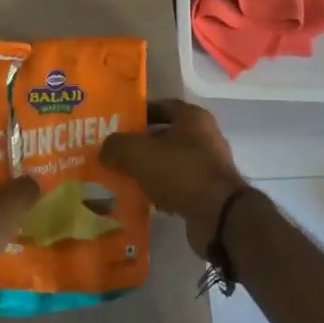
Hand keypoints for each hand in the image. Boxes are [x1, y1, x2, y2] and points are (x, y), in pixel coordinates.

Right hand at [100, 99, 246, 258]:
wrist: (218, 216)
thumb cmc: (179, 172)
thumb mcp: (137, 152)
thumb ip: (116, 145)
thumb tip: (105, 150)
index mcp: (193, 117)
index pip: (161, 106)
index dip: (138, 114)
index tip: (116, 125)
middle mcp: (205, 136)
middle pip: (166, 135)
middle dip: (141, 145)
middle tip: (116, 154)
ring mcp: (210, 165)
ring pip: (171, 162)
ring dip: (150, 170)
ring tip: (125, 179)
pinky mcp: (210, 192)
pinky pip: (179, 185)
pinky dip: (162, 191)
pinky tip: (144, 200)